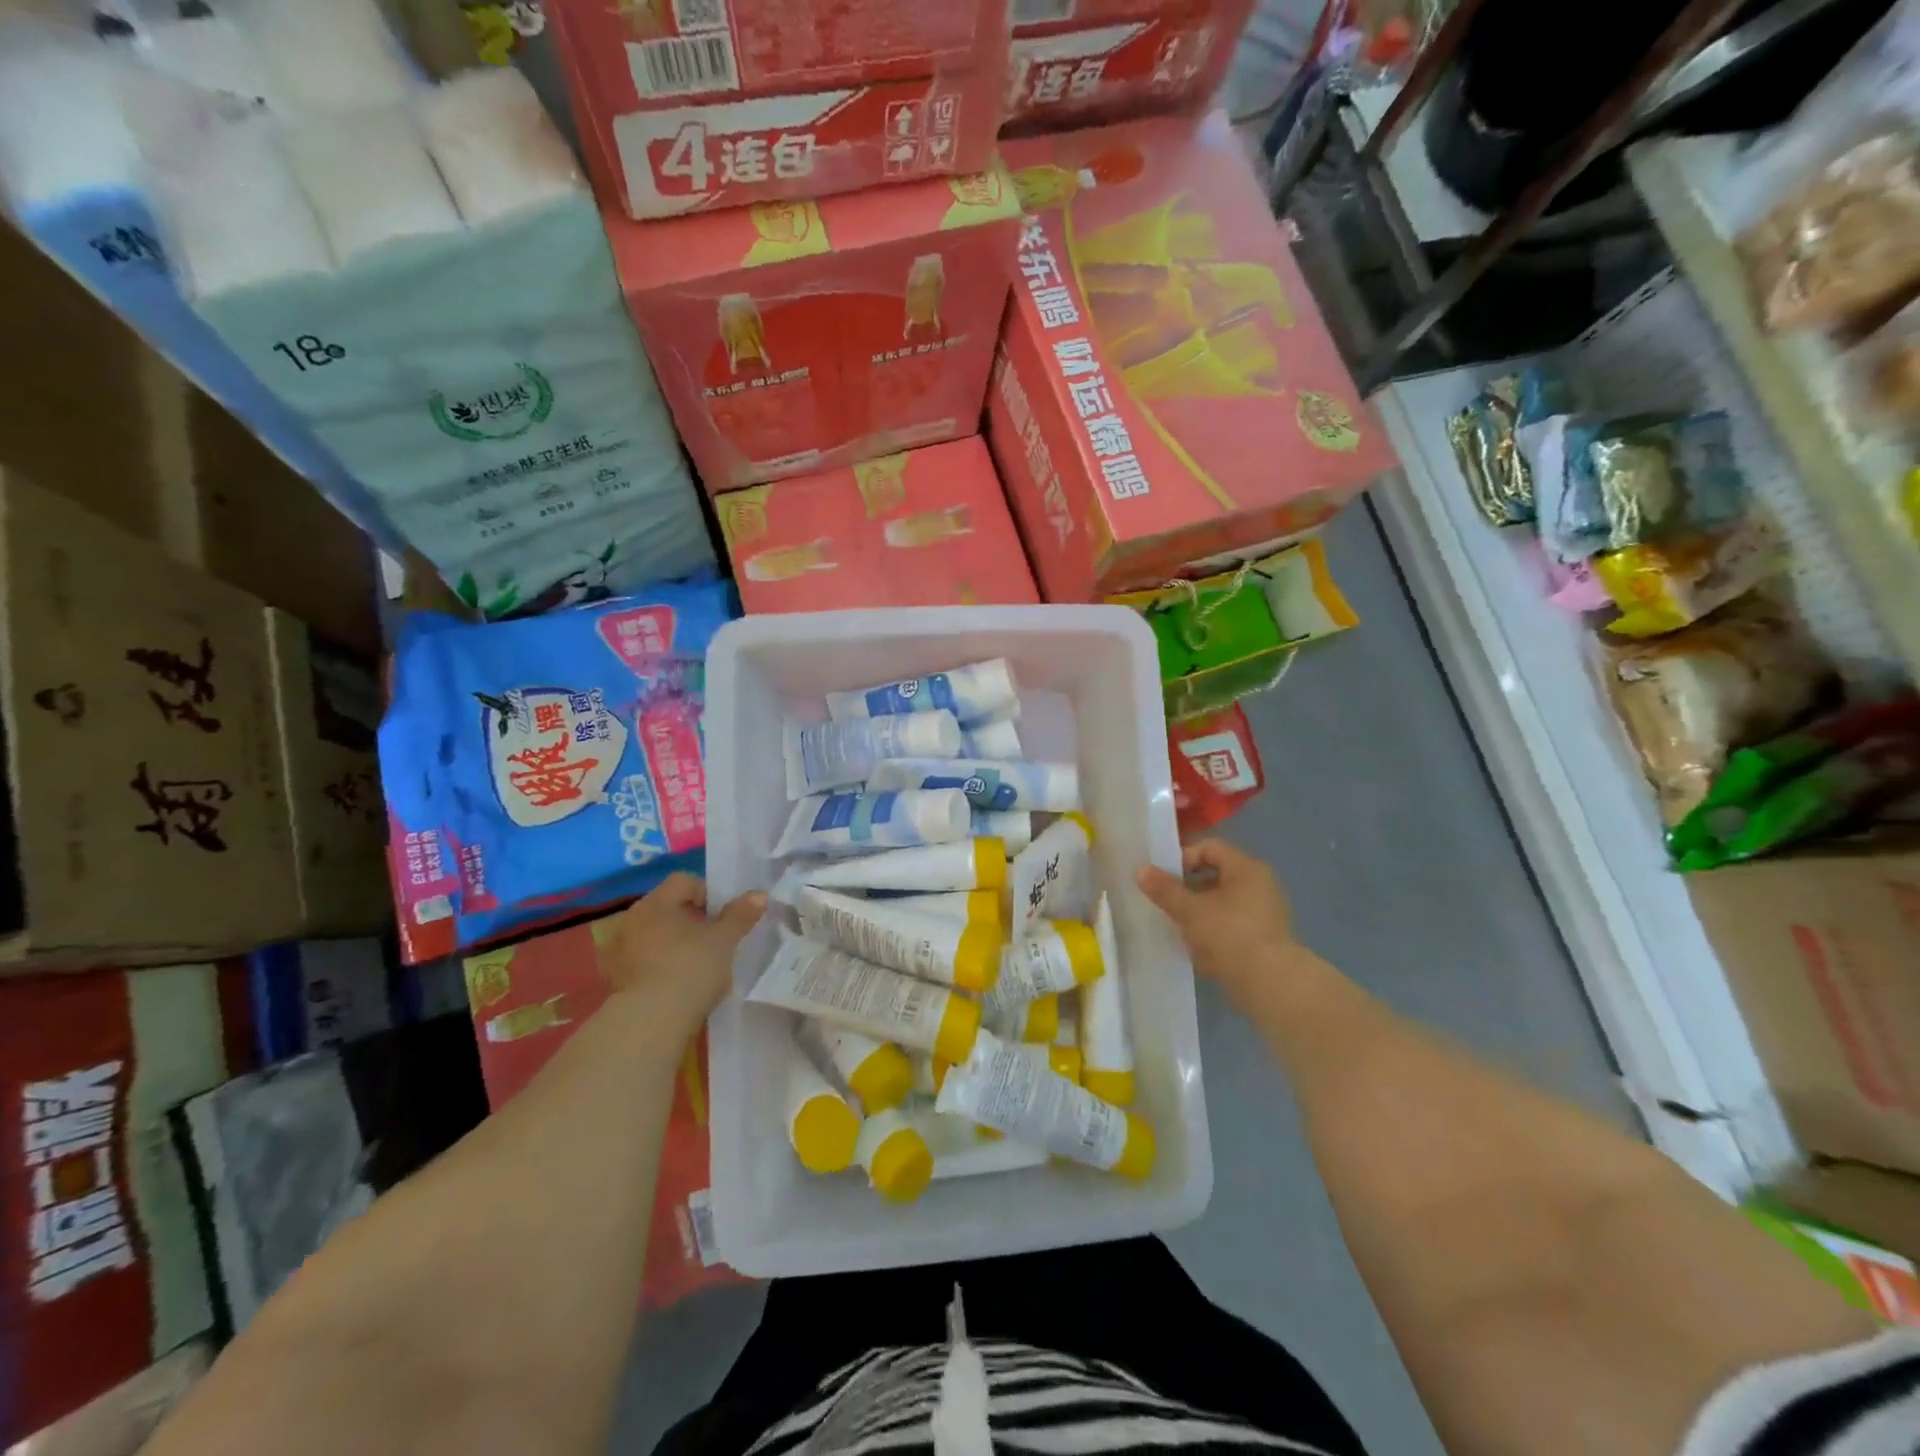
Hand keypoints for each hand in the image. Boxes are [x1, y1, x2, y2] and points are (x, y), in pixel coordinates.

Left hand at [600, 874, 765, 1028]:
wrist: (651, 1022)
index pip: (683, 881)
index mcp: (655, 904)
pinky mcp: (617, 981)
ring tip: (700, 963)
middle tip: (715, 938)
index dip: (708, 891)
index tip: (724, 914)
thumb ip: (740, 915)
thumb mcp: (724, 940)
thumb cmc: (690, 968)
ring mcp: (620, 952)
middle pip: (667, 908)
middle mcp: (631, 921)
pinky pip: (645, 962)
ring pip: (655, 936)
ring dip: (676, 944)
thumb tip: (759, 895)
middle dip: (692, 919)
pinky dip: (662, 966)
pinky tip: (681, 984)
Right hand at [1137, 840, 1298, 1007]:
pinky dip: (1213, 933)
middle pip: (1215, 876)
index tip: (1162, 879)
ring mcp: (1265, 913)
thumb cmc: (1229, 934)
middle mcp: (1260, 885)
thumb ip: (1164, 889)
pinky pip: (1232, 927)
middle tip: (1166, 903)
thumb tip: (1140, 870)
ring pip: (1222, 904)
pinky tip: (1198, 951)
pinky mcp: (1265, 940)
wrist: (1270, 983)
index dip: (1182, 858)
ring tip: (1178, 929)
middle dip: (1187, 890)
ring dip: (1198, 914)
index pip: (1209, 848)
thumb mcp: (1189, 909)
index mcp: (1246, 868)